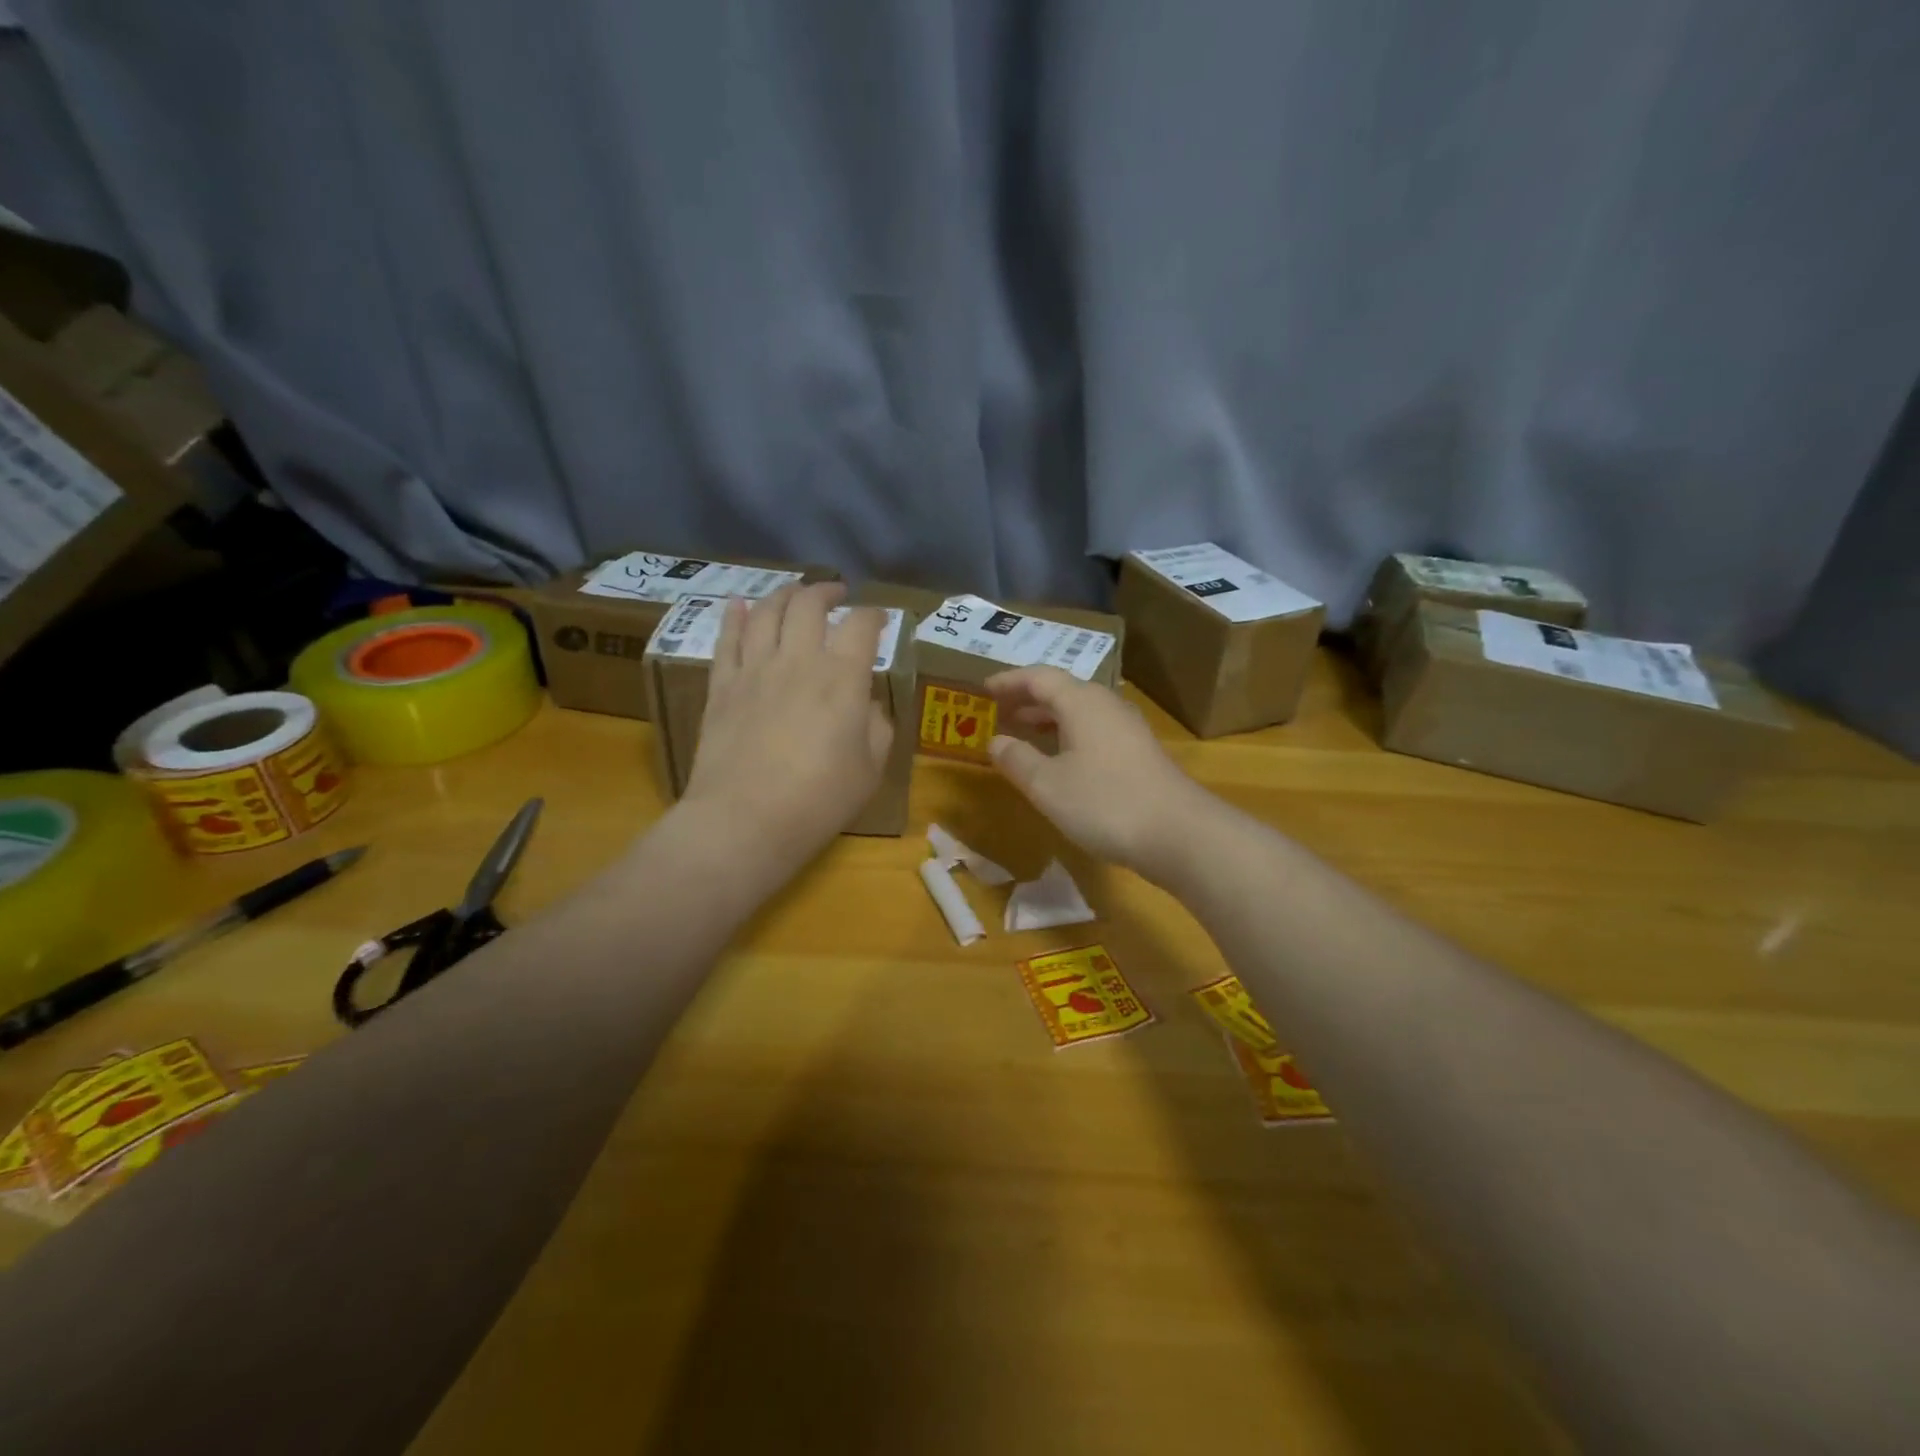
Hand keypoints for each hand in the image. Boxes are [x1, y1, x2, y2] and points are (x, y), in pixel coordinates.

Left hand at [681, 584, 892, 867]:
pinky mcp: (721, 687)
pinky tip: (739, 606)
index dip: (874, 615)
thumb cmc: (819, 800)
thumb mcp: (870, 769)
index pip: (861, 625)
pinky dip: (735, 617)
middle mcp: (798, 659)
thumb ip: (877, 727)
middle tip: (836, 595)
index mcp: (842, 677)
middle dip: (826, 592)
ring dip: (784, 595)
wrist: (745, 820)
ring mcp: (754, 669)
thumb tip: (868, 704)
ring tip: (794, 594)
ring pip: (766, 612)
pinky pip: (727, 639)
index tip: (880, 619)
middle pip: (809, 604)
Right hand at [984, 667, 1212, 879]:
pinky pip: (1094, 730)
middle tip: (998, 711)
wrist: (1178, 834)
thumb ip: (1017, 759)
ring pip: (1080, 711)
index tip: (983, 689)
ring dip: (1048, 718)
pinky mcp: (1139, 752)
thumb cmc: (1104, 802)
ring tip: (1022, 732)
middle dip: (1027, 699)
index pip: (1039, 677)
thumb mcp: (1047, 785)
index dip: (1009, 681)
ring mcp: (1127, 728)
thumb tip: (995, 740)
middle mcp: (1106, 705)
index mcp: (1081, 702)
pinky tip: (1060, 760)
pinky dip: (1068, 735)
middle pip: (1062, 690)